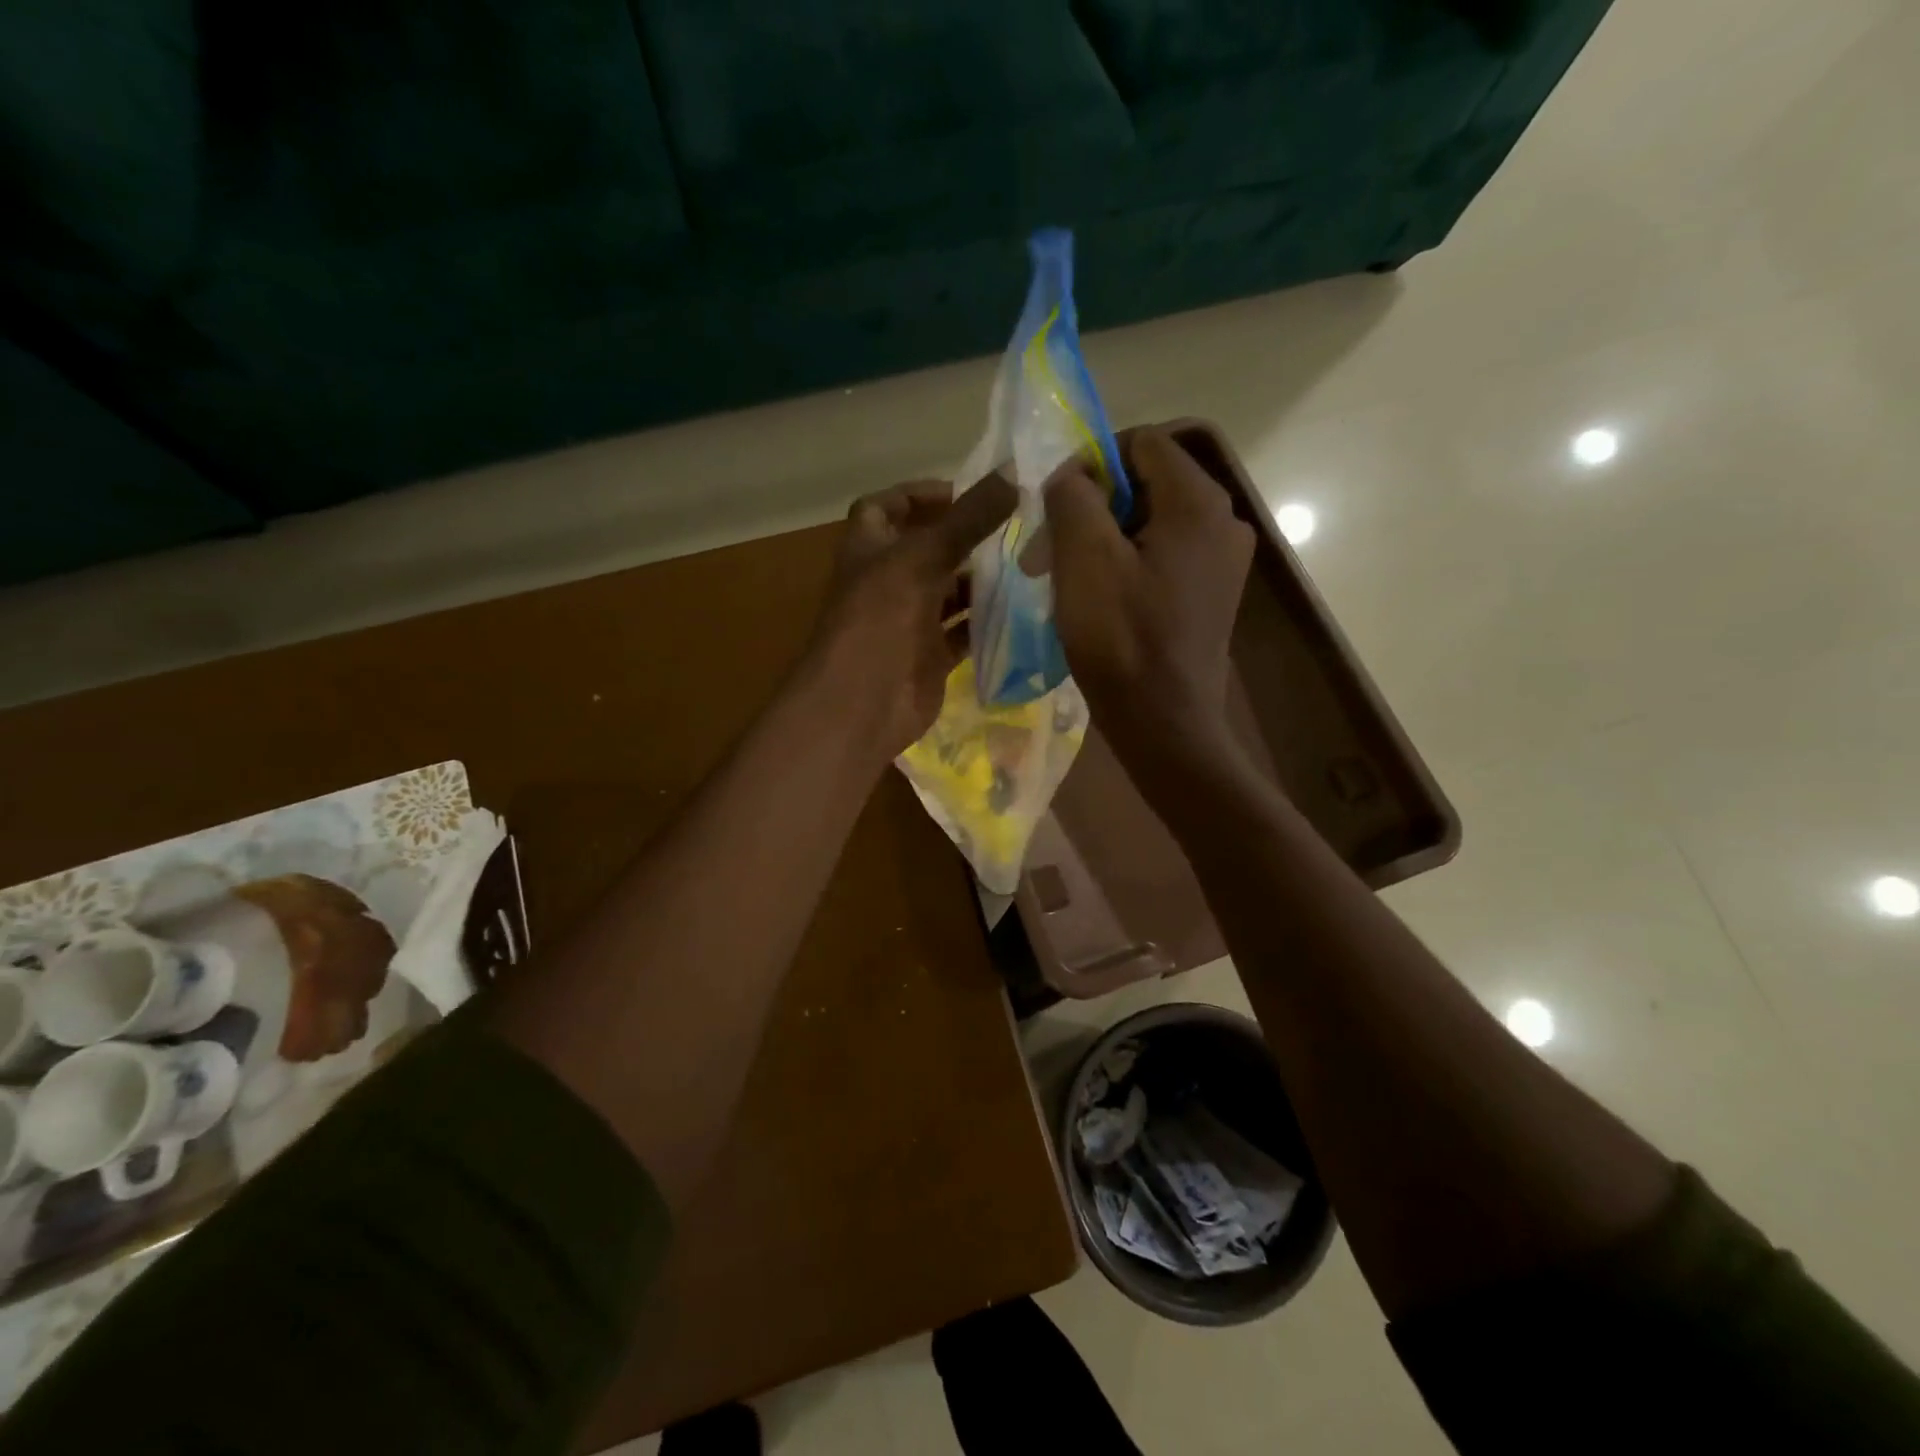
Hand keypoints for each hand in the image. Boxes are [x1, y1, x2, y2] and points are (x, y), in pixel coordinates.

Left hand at [806, 475, 1017, 763]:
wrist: (863, 705)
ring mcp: (909, 622)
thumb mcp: (922, 559)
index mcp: (870, 551)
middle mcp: (888, 582)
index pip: (883, 508)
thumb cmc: (880, 620)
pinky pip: (963, 632)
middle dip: (965, 538)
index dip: (916, 495)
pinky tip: (1024, 609)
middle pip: (926, 550)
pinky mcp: (930, 656)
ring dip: (981, 580)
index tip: (962, 492)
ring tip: (1028, 563)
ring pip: (949, 592)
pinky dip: (988, 622)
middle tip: (1016, 527)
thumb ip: (968, 519)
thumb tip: (1014, 472)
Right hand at [1046, 427, 1254, 779]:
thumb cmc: (1122, 640)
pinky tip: (1098, 600)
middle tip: (1049, 552)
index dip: (1091, 463)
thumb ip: (1073, 496)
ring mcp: (1222, 561)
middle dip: (1092, 508)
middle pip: (1147, 482)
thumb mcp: (1084, 558)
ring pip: (1151, 522)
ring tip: (1066, 579)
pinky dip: (1126, 564)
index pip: (1141, 442)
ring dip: (1103, 539)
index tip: (1055, 507)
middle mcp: (1223, 520)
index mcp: (1198, 501)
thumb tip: (1071, 473)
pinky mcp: (1212, 594)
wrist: (1164, 724)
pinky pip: (1163, 556)